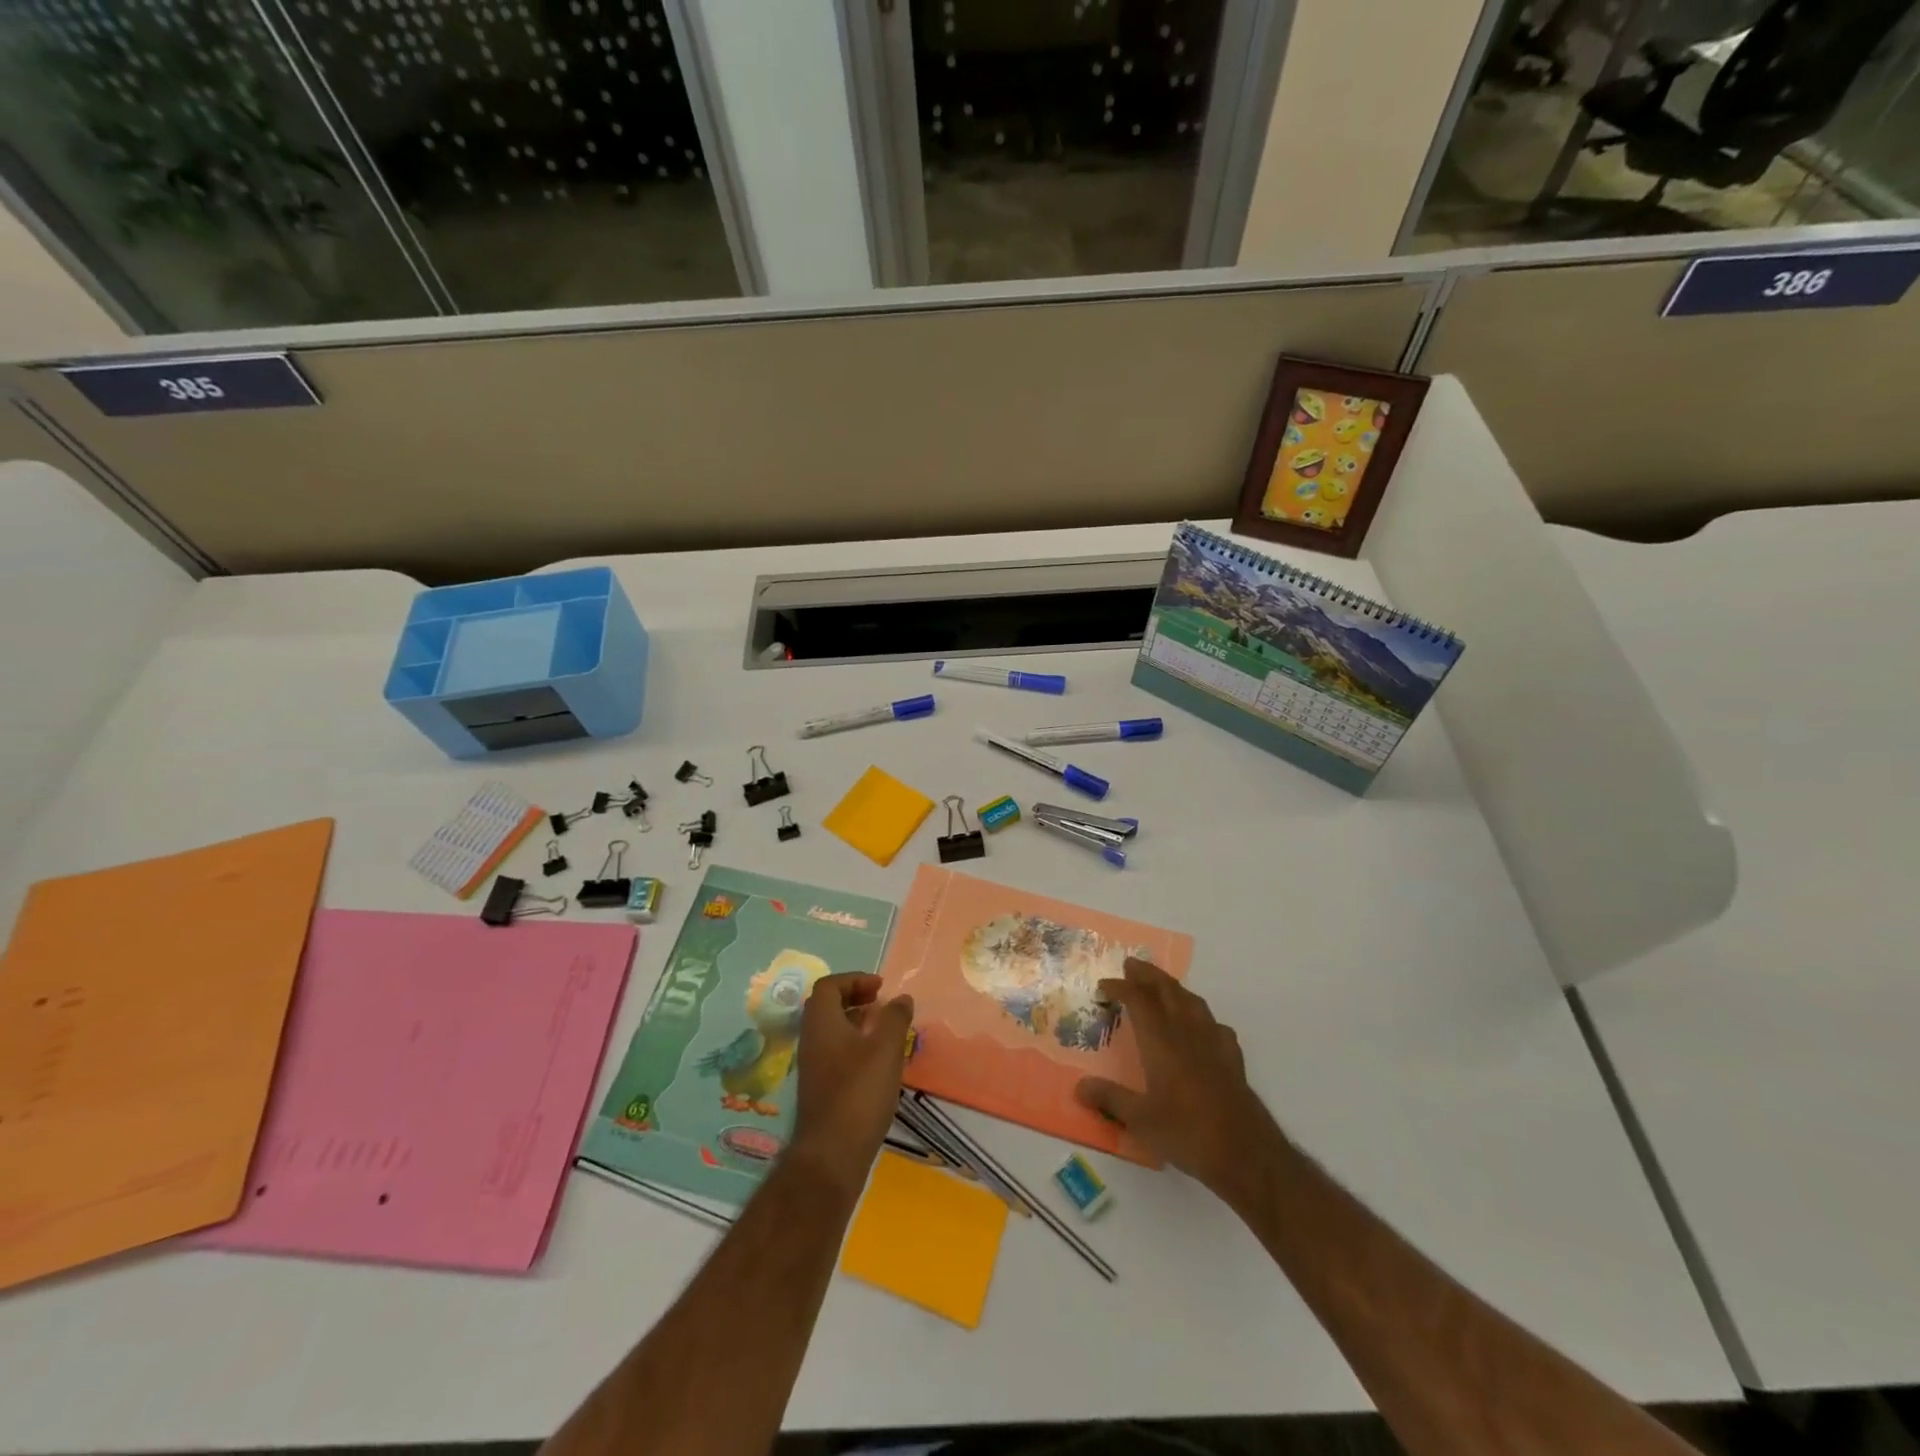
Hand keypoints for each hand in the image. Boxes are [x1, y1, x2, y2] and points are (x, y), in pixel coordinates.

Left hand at [790, 973, 914, 1195]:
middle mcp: (811, 1040)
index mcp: (821, 1023)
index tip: (880, 987)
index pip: (828, 986)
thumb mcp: (885, 1049)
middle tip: (881, 1002)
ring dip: (856, 1022)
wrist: (831, 1155)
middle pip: (827, 1006)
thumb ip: (895, 1018)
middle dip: (855, 998)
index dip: (854, 979)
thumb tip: (901, 998)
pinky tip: (877, 1061)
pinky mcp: (820, 1088)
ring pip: (832, 1030)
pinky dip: (854, 1045)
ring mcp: (813, 1066)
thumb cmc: (859, 1093)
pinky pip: (835, 1051)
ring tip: (884, 1029)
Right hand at [1074, 958, 1276, 1204]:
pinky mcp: (1233, 1059)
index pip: (1138, 1000)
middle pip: (1167, 990)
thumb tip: (1079, 1087)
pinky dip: (1201, 1015)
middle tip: (1131, 965)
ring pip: (1192, 1001)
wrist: (1246, 1154)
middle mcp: (1187, 1033)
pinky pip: (1214, 1024)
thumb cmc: (1187, 1133)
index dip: (1120, 987)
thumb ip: (1110, 1099)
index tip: (1103, 985)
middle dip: (1148, 974)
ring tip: (1162, 986)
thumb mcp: (1140, 1121)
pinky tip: (1200, 1027)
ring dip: (1174, 988)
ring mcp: (1214, 1043)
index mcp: (1161, 1041)